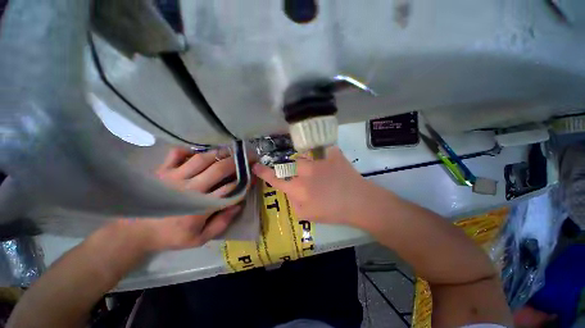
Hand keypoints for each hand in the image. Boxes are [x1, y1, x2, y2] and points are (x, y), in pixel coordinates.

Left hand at [107, 147, 244, 251]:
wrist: (134, 232)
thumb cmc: (170, 236)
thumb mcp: (199, 239)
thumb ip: (221, 223)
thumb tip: (238, 205)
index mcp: (200, 207)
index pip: (229, 189)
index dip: (244, 181)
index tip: (253, 175)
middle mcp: (190, 189)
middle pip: (218, 169)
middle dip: (237, 162)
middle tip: (249, 157)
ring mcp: (175, 177)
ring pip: (202, 159)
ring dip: (220, 154)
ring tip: (231, 152)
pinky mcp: (163, 171)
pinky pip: (177, 154)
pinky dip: (189, 150)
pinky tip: (199, 152)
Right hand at [252, 146, 377, 225]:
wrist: (359, 202)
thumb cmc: (333, 212)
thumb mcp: (306, 215)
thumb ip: (293, 201)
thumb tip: (290, 189)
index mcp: (299, 189)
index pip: (276, 179)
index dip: (264, 173)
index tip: (255, 166)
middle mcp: (306, 172)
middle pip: (290, 164)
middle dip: (292, 170)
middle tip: (305, 178)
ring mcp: (319, 161)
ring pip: (304, 158)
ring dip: (307, 165)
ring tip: (319, 173)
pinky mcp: (332, 154)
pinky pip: (321, 152)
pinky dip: (322, 158)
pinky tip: (330, 167)